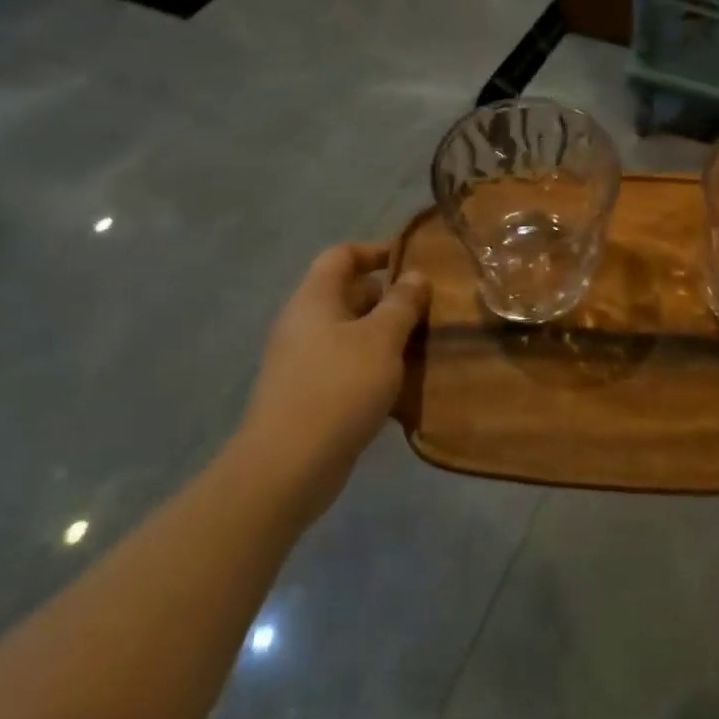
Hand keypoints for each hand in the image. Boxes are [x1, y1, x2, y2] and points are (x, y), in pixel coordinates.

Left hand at [238, 243, 429, 517]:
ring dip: (387, 336)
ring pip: (353, 334)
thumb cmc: (338, 388)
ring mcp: (304, 361)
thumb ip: (402, 303)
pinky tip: (405, 384)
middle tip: (431, 307)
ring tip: (427, 344)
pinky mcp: (311, 395)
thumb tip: (415, 276)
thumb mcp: (381, 339)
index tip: (413, 261)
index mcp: (315, 299)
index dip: (376, 250)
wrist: (287, 467)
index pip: (342, 255)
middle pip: (349, 294)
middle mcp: (305, 323)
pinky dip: (376, 368)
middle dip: (390, 298)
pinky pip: (349, 367)